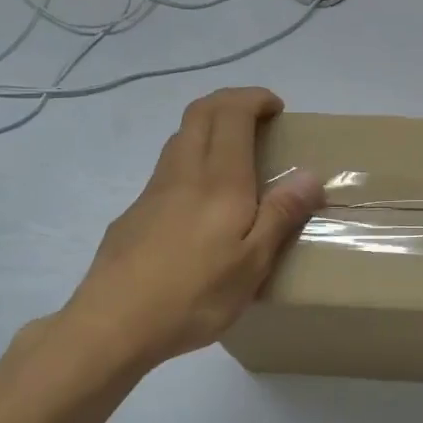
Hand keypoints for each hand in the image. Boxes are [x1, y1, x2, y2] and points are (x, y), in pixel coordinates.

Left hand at [60, 88, 323, 373]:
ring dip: (208, 128)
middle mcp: (183, 172)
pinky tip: (200, 203)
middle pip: (200, 112)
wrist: (112, 324)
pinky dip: (190, 160)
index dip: (254, 98)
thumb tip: (310, 174)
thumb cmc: (194, 294)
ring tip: (234, 155)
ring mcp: (153, 191)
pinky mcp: (134, 213)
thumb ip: (282, 215)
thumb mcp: (252, 263)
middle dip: (230, 102)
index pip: (231, 112)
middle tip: (257, 118)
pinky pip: (167, 169)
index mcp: (219, 180)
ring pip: (180, 137)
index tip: (276, 108)